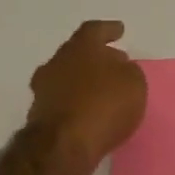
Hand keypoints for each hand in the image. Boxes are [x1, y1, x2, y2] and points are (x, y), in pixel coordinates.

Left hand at [26, 20, 147, 172]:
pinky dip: (76, 101)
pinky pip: (63, 100)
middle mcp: (57, 62)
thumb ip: (128, 71)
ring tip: (102, 89)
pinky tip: (89, 109)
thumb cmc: (104, 105)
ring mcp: (44, 89)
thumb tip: (119, 69)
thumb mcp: (134, 83)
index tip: (119, 30)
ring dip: (84, 80)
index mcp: (80, 48)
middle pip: (77, 52)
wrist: (64, 144)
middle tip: (113, 61)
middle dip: (96, 56)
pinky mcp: (40, 115)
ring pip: (67, 76)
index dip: (108, 30)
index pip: (94, 30)